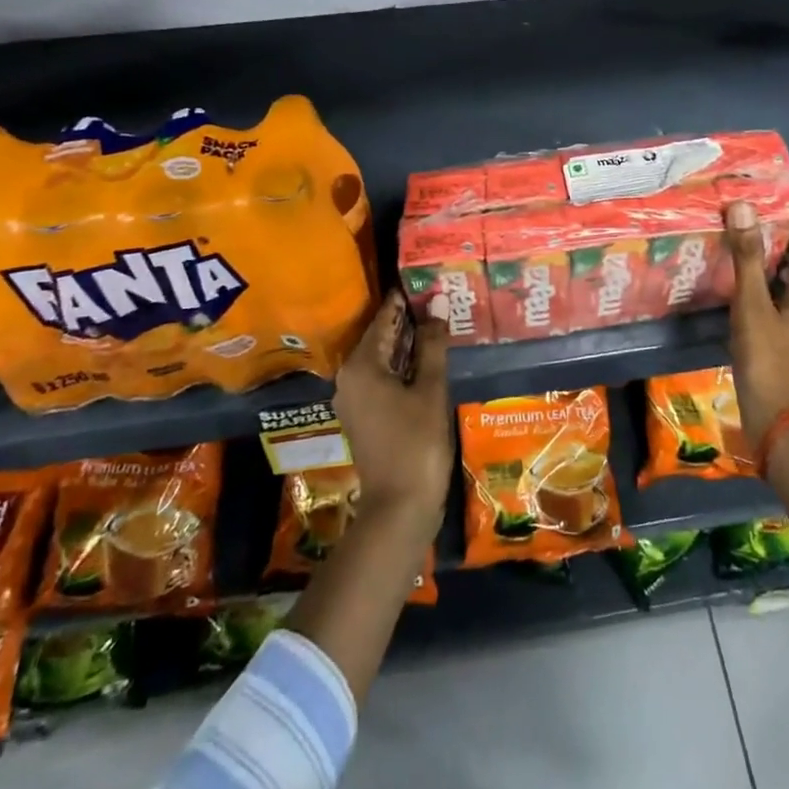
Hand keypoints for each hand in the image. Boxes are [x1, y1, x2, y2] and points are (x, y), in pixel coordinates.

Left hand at [332, 291, 452, 532]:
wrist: (400, 507)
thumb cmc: (417, 443)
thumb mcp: (429, 389)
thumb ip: (432, 346)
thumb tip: (436, 308)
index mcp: (361, 366)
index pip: (384, 320)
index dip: (406, 301)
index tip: (426, 281)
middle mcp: (349, 377)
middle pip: (380, 338)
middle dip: (409, 321)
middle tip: (439, 300)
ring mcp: (353, 399)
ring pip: (382, 359)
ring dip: (408, 345)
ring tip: (438, 325)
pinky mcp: (363, 416)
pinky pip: (382, 378)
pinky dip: (402, 367)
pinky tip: (427, 361)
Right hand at [724, 202, 788, 449]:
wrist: (778, 420)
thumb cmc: (768, 360)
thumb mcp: (752, 305)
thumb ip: (748, 257)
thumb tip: (743, 207)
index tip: (778, 204)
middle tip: (761, 221)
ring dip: (784, 260)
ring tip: (750, 242)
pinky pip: (787, 299)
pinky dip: (772, 283)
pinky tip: (745, 283)